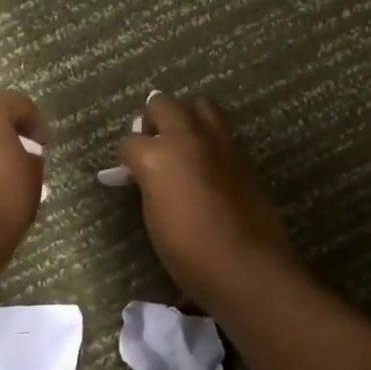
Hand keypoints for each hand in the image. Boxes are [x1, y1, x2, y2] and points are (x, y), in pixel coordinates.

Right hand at [117, 94, 302, 301]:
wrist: (244, 264)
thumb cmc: (188, 252)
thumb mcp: (154, 217)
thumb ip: (149, 184)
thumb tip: (144, 175)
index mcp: (156, 156)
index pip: (130, 143)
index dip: (126, 157)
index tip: (127, 170)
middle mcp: (186, 138)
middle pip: (162, 104)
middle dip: (153, 120)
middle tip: (152, 142)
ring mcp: (217, 141)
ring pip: (199, 105)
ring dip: (187, 117)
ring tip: (184, 141)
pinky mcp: (241, 153)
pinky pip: (220, 130)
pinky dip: (209, 136)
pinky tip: (207, 160)